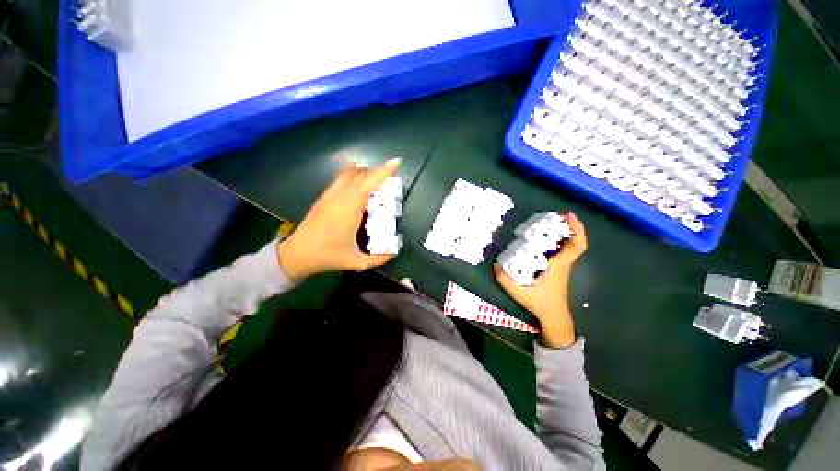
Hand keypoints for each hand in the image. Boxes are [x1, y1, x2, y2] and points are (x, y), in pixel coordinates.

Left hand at [277, 158, 400, 279]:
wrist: (296, 254)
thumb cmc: (327, 256)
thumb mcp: (356, 262)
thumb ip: (378, 259)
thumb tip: (393, 253)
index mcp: (350, 210)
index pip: (368, 183)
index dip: (383, 171)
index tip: (396, 162)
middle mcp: (339, 197)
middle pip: (361, 174)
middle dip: (377, 173)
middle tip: (389, 184)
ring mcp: (329, 195)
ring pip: (349, 173)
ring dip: (365, 174)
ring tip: (375, 185)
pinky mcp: (323, 197)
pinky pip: (340, 178)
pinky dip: (353, 176)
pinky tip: (358, 186)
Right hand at [494, 213, 587, 347]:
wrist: (554, 317)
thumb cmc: (541, 304)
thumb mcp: (519, 293)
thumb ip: (505, 280)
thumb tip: (495, 265)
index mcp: (558, 266)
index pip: (576, 247)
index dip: (577, 229)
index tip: (569, 216)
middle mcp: (563, 264)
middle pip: (575, 242)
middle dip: (570, 226)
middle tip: (555, 215)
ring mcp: (562, 267)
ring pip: (569, 246)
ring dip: (564, 232)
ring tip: (549, 222)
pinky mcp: (559, 269)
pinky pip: (563, 251)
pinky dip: (558, 241)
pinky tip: (543, 239)